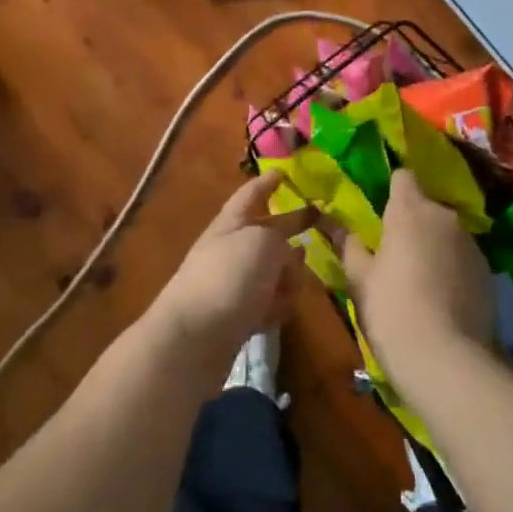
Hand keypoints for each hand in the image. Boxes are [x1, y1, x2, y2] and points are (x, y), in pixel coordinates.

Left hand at [151, 173, 311, 363]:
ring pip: (271, 271)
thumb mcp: (263, 243)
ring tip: (297, 283)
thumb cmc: (229, 278)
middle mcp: (230, 251)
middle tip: (318, 221)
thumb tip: (287, 258)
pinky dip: (276, 306)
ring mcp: (232, 286)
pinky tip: (281, 312)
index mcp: (230, 224)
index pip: (250, 195)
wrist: (194, 339)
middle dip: (290, 229)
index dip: (267, 183)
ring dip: (288, 276)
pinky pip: (266, 304)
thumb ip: (281, 240)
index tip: (283, 172)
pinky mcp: (236, 318)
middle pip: (266, 234)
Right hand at [340, 170, 495, 390]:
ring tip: (419, 280)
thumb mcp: (359, 279)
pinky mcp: (489, 271)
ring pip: (446, 233)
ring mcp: (471, 243)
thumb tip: (340, 228)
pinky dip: (452, 268)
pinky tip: (441, 298)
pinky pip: (463, 258)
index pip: (403, 177)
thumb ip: (350, 246)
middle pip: (425, 207)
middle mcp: (445, 217)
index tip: (381, 212)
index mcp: (409, 210)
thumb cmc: (391, 310)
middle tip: (394, 253)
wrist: (446, 360)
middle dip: (412, 223)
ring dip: (433, 246)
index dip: (392, 190)